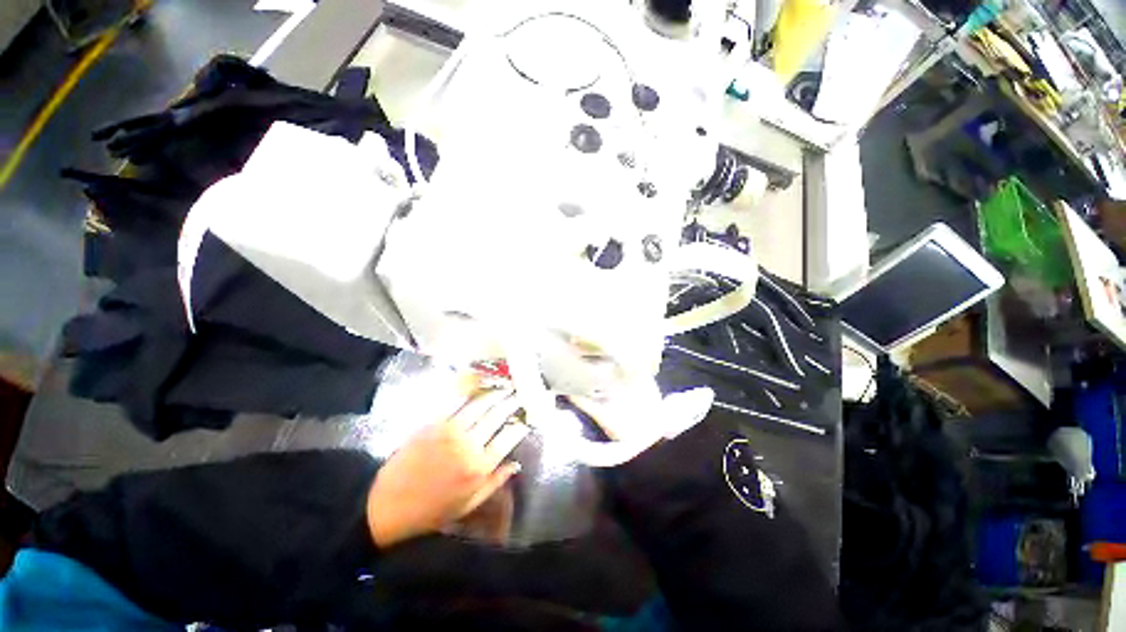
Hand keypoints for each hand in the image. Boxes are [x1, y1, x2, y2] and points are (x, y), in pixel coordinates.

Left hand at [366, 389, 528, 547]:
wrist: (388, 504)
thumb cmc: (431, 510)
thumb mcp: (468, 504)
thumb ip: (495, 482)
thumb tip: (516, 463)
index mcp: (480, 468)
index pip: (508, 438)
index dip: (520, 425)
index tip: (525, 419)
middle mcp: (469, 445)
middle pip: (497, 416)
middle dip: (511, 403)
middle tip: (518, 395)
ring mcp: (451, 431)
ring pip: (480, 404)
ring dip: (495, 393)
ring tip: (504, 387)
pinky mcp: (434, 423)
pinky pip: (456, 402)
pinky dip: (470, 391)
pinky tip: (479, 385)